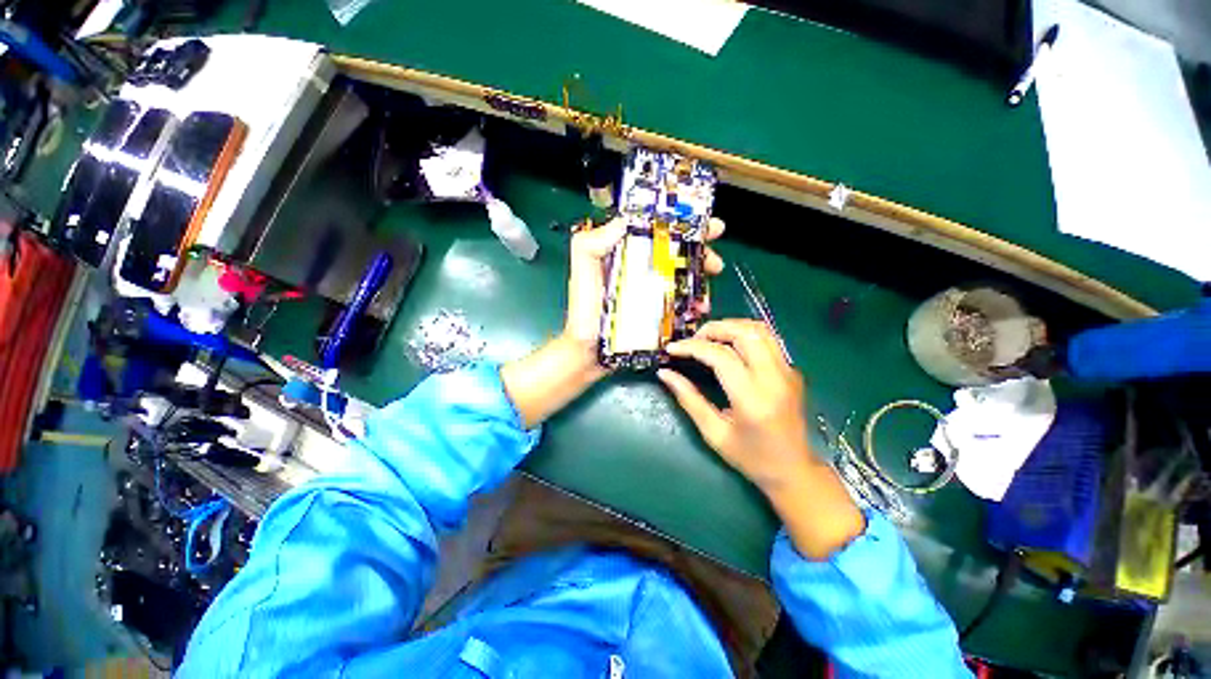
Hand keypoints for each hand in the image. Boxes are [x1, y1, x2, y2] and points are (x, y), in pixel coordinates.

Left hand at [561, 216, 726, 359]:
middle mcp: (640, 270)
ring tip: (706, 292)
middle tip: (715, 262)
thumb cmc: (584, 312)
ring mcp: (650, 293)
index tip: (707, 226)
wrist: (588, 352)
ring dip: (700, 281)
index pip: (657, 232)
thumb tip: (623, 221)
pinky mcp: (656, 313)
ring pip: (682, 279)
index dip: (683, 225)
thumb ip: (592, 243)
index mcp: (624, 255)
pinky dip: (694, 305)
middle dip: (701, 253)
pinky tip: (699, 310)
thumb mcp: (582, 271)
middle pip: (676, 254)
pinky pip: (681, 304)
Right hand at [658, 319, 864, 559]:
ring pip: (760, 330)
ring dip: (730, 327)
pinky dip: (744, 334)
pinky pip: (767, 340)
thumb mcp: (713, 433)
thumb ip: (688, 399)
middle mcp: (775, 379)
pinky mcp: (792, 371)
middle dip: (713, 329)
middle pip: (745, 333)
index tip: (672, 349)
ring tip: (708, 339)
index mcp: (753, 399)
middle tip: (692, 341)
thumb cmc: (751, 458)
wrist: (795, 471)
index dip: (692, 347)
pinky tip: (728, 345)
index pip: (721, 357)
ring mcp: (788, 372)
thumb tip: (665, 374)